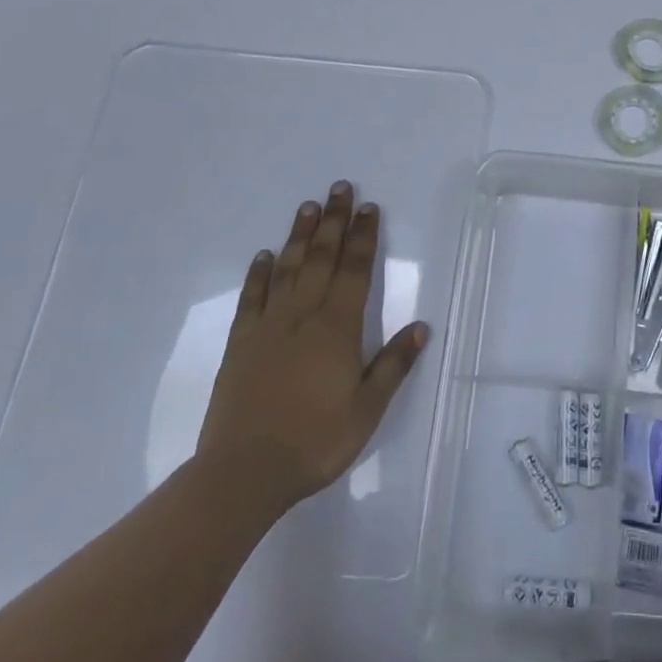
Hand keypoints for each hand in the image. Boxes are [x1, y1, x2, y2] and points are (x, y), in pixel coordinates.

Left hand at [195, 181, 429, 523]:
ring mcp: (268, 327)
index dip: (363, 236)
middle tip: (339, 187)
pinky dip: (259, 274)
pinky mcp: (240, 345)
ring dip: (300, 236)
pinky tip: (264, 256)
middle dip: (334, 221)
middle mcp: (304, 316)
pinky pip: (251, 299)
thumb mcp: (367, 409)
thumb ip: (394, 365)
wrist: (243, 474)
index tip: (368, 207)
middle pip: (322, 258)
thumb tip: (421, 326)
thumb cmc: (315, 441)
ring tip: (308, 206)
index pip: (355, 270)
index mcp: (338, 328)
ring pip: (288, 269)